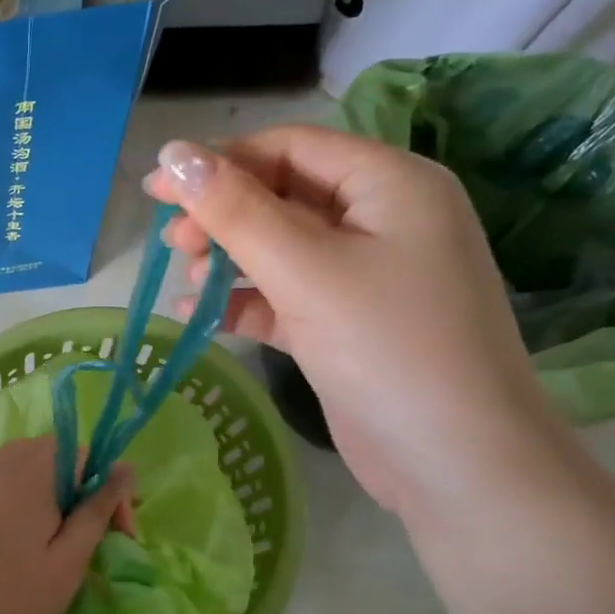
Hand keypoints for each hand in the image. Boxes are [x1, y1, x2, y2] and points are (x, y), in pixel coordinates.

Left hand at [0, 437, 134, 613]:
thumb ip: (97, 509)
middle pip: (56, 453)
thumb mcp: (70, 559)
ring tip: (74, 531)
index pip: (83, 452)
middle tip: (104, 530)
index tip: (121, 530)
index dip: (109, 484)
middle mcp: (4, 470)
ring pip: (33, 466)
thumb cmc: (17, 603)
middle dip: (86, 484)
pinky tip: (42, 537)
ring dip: (61, 490)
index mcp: (31, 475)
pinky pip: (11, 483)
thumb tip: (126, 467)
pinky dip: (36, 498)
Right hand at [145, 127, 565, 517]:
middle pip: (283, 195)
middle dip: (223, 215)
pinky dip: (246, 303)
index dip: (219, 162)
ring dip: (230, 259)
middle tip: (171, 244)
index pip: (290, 148)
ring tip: (186, 279)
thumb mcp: (306, 270)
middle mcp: (383, 220)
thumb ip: (236, 210)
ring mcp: (367, 277)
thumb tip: (173, 155)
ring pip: (282, 249)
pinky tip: (200, 316)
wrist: (458, 465)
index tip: (156, 190)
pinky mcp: (349, 326)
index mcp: (389, 183)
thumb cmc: (388, 348)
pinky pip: (287, 297)